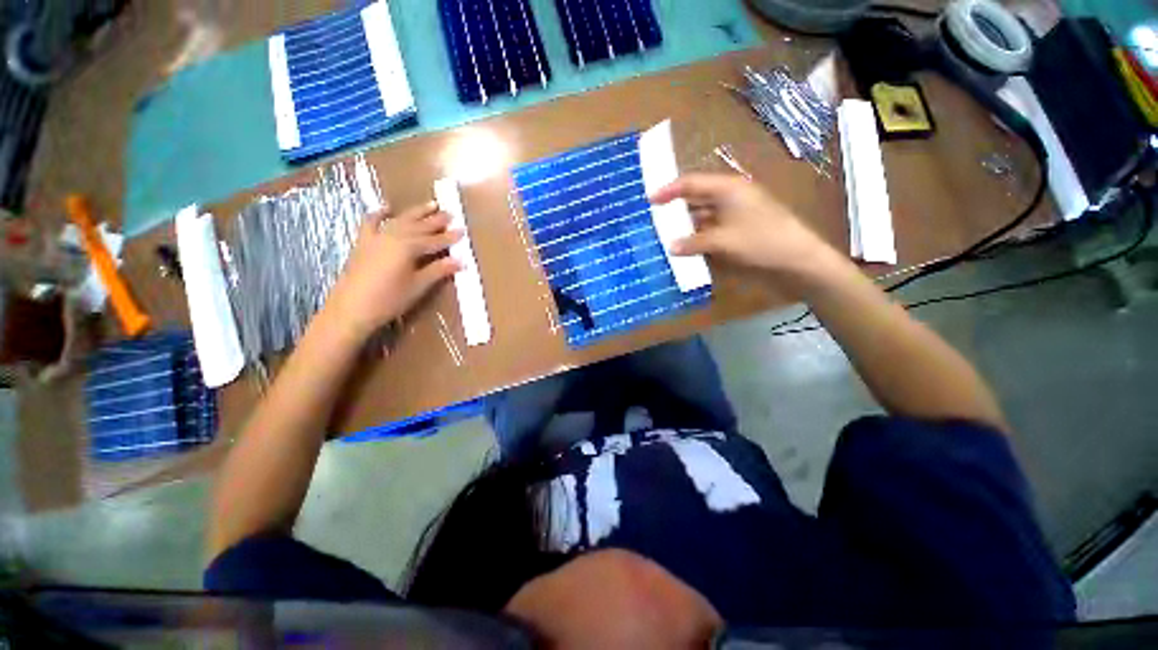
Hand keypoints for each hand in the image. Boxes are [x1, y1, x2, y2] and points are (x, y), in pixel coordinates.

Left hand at [321, 201, 461, 342]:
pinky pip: (371, 223)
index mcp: (408, 247)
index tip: (463, 231)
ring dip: (416, 212)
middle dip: (436, 220)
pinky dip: (379, 214)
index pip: (434, 240)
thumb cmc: (389, 299)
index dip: (449, 237)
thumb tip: (460, 261)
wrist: (351, 309)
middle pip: (419, 226)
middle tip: (450, 213)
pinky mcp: (363, 243)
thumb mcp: (418, 286)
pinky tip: (387, 208)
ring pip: (400, 221)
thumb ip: (438, 270)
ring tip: (430, 204)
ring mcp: (376, 237)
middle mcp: (393, 236)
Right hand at [651, 174, 837, 279]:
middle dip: (674, 212)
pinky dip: (696, 241)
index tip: (649, 201)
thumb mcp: (723, 241)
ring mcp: (733, 218)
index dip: (669, 190)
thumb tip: (670, 246)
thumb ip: (693, 243)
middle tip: (652, 223)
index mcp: (727, 189)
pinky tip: (683, 251)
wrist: (797, 262)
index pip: (691, 183)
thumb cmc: (761, 242)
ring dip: (684, 229)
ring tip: (663, 239)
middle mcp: (728, 200)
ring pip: (701, 219)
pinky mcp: (735, 235)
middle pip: (695, 201)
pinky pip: (709, 234)